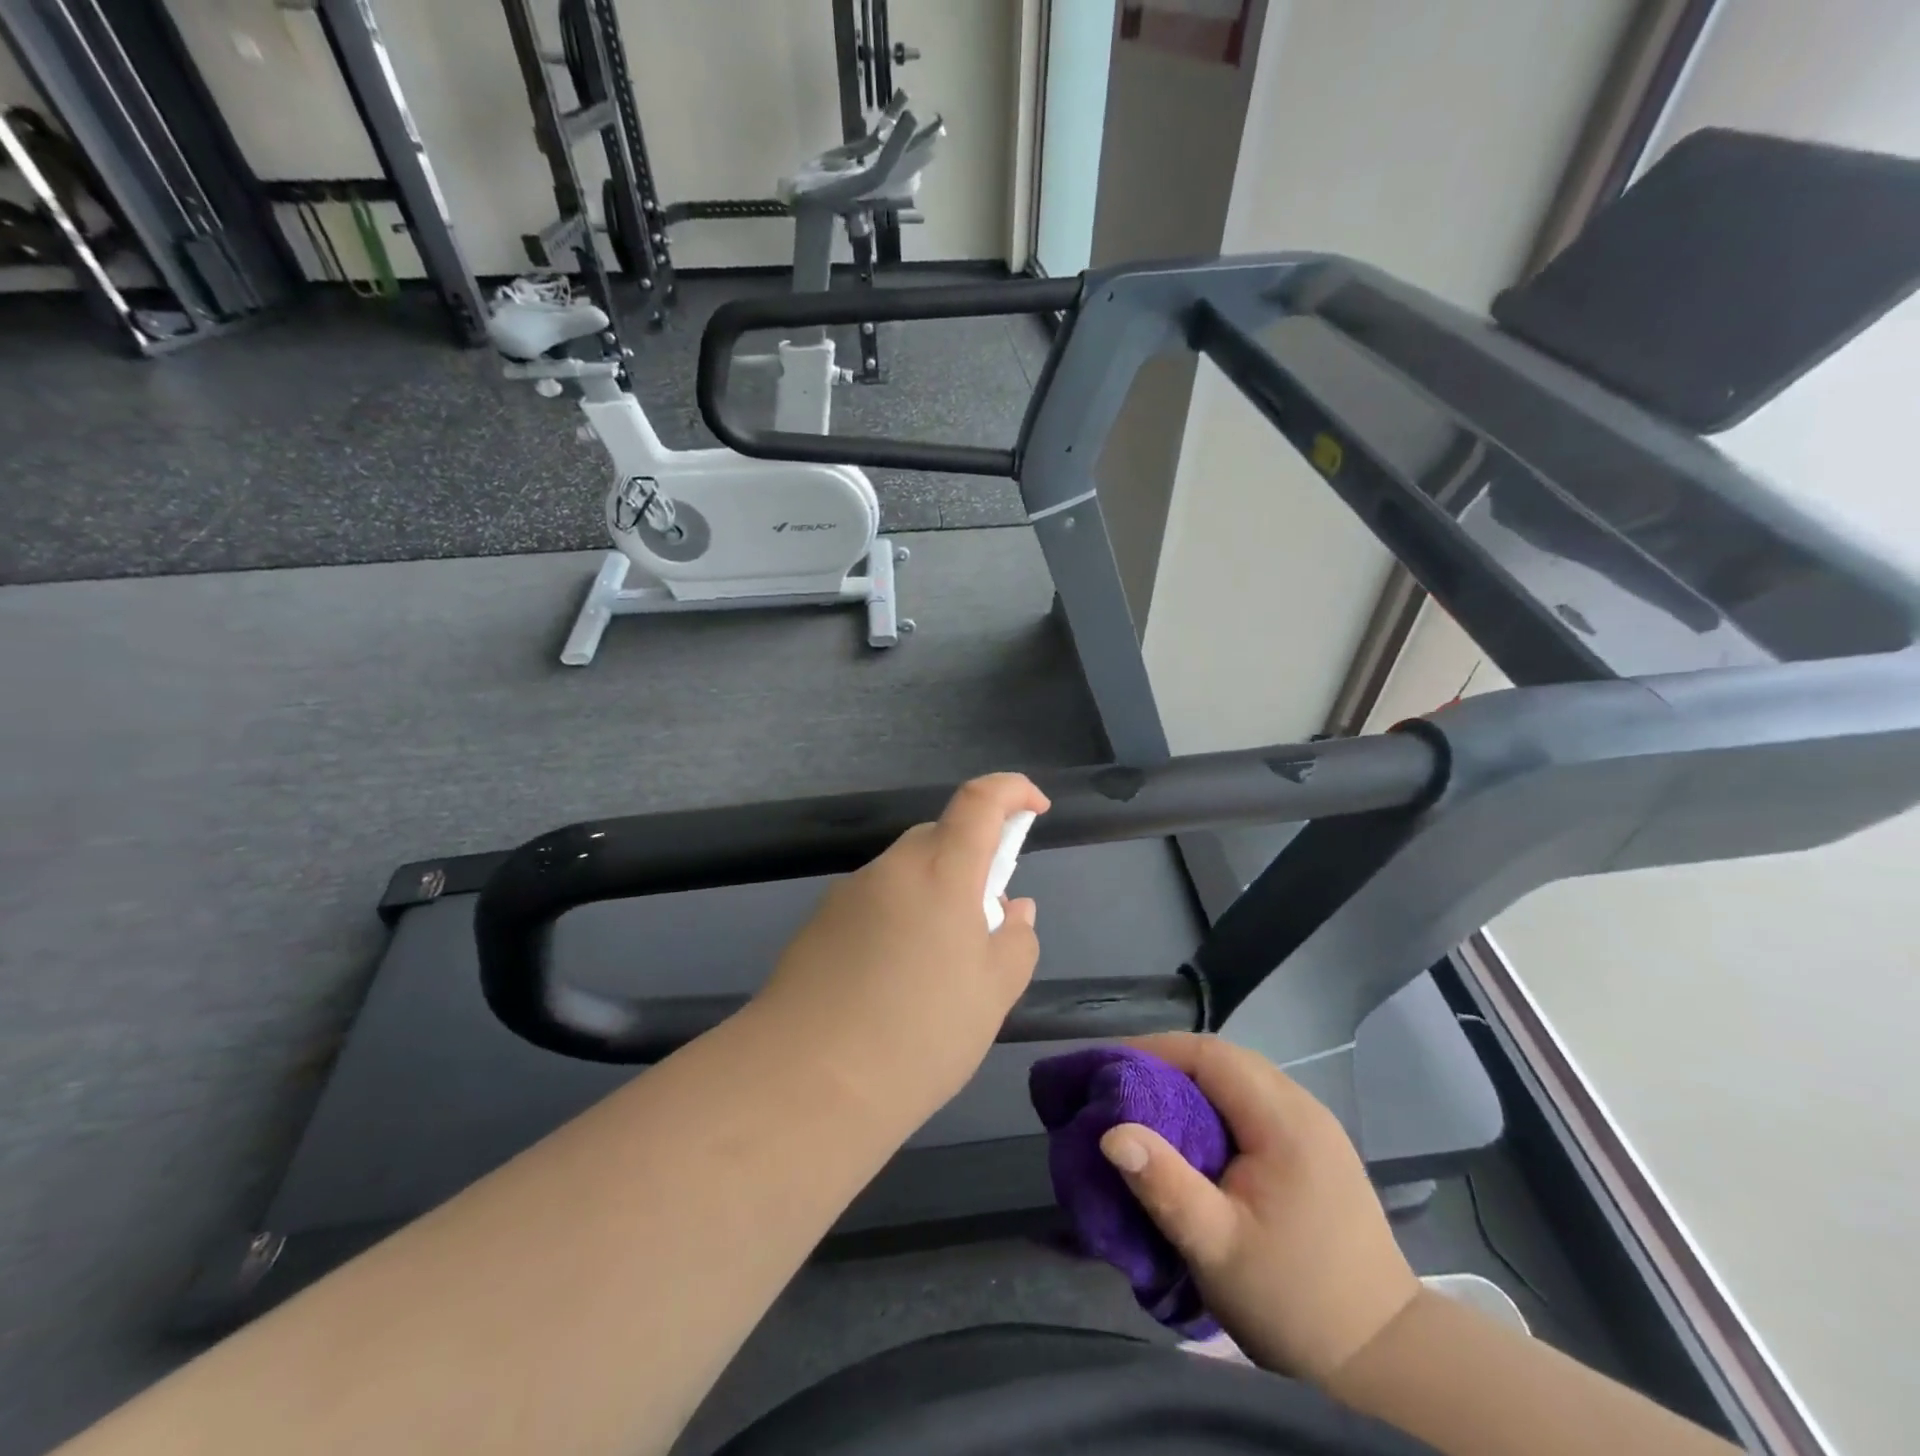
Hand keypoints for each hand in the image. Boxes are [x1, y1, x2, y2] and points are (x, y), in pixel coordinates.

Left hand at [751, 773, 1050, 1125]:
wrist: (805, 1081)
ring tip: (937, 969)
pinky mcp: (818, 923)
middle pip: (939, 837)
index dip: (1012, 790)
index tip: (1035, 808)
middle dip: (971, 862)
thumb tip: (1012, 909)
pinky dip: (897, 920)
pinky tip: (891, 983)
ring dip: (932, 896)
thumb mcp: (992, 995)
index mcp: (941, 871)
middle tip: (984, 924)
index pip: (980, 800)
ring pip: (905, 874)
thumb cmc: (919, 1034)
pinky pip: (874, 903)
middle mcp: (892, 868)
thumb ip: (1014, 940)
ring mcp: (848, 894)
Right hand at [1099, 1033, 1420, 1384]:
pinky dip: (1217, 1104)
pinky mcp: (1316, 1148)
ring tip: (1148, 1107)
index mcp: (1285, 1121)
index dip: (1156, 1051)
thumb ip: (1165, 1186)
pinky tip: (1195, 1135)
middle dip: (1169, 1064)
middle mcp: (1304, 1108)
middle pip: (1226, 1060)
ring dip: (1192, 1083)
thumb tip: (1110, 1133)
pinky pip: (1255, 1103)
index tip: (1111, 1069)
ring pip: (1241, 1079)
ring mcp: (1315, 1127)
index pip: (1211, 1055)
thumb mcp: (1218, 1248)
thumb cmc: (1295, 1301)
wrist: (1384, 1359)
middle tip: (1121, 1087)